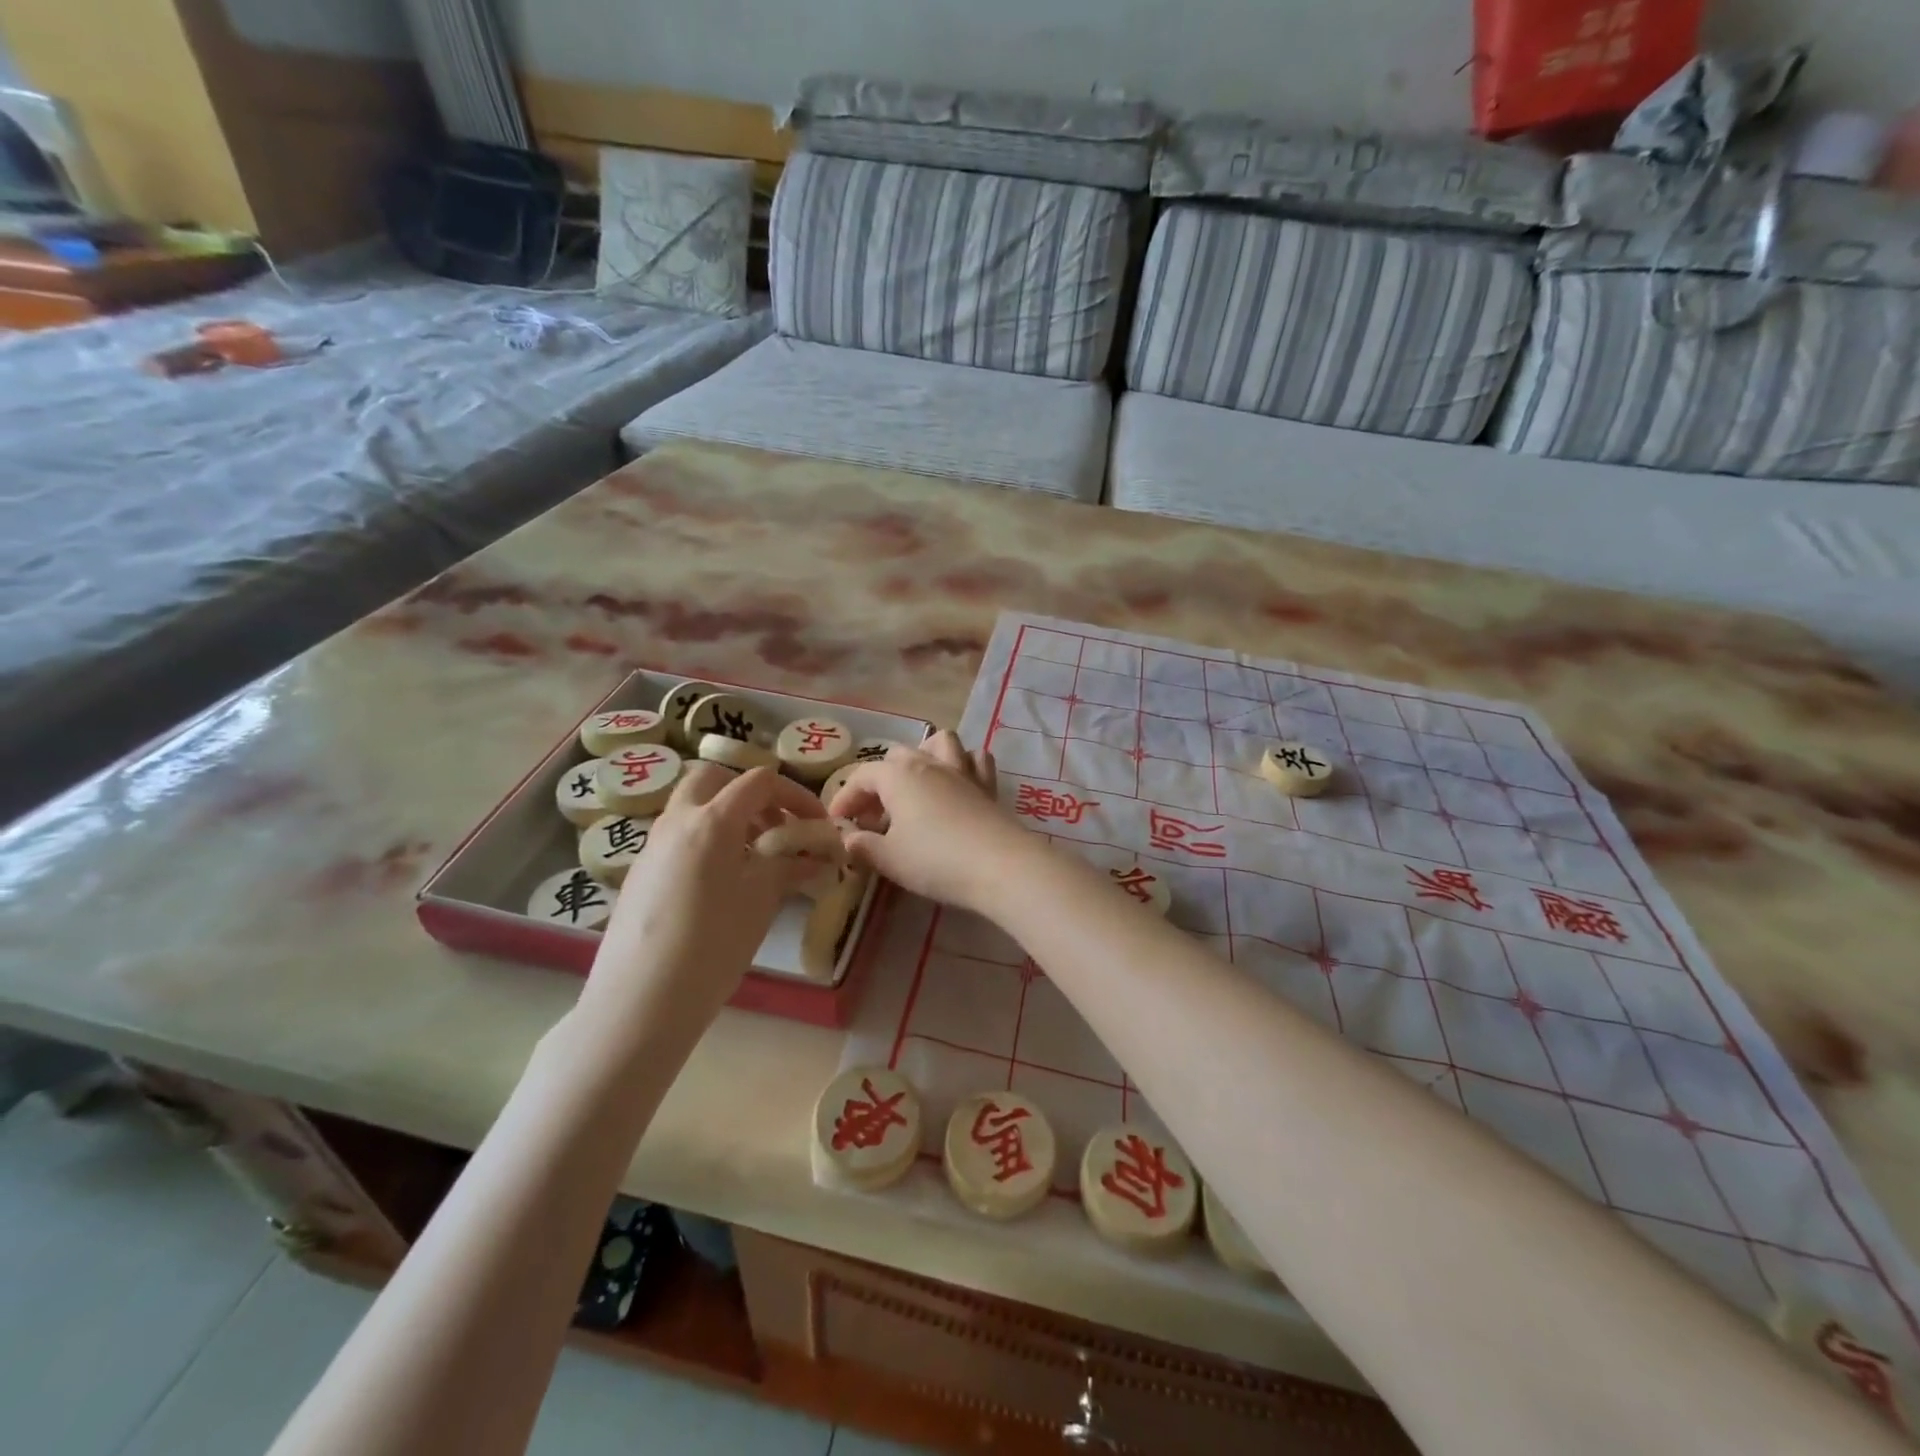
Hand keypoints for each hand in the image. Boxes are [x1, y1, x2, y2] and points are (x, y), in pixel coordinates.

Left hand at [584, 764, 826, 1026]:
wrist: (641, 1001)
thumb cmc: (713, 943)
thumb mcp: (761, 901)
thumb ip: (789, 866)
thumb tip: (815, 856)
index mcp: (712, 820)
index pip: (759, 781)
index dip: (795, 795)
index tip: (816, 824)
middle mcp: (677, 821)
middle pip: (714, 779)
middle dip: (750, 793)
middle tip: (775, 826)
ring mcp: (652, 846)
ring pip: (692, 807)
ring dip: (727, 817)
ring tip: (754, 858)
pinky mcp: (639, 874)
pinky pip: (678, 838)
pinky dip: (706, 841)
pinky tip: (721, 885)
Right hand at [827, 731, 1024, 912]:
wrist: (999, 865)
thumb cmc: (935, 860)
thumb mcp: (889, 859)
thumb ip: (863, 846)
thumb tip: (849, 839)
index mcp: (898, 776)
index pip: (861, 777)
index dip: (845, 798)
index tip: (838, 824)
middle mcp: (929, 763)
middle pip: (898, 757)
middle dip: (880, 782)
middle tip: (875, 817)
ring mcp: (962, 771)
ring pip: (941, 743)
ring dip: (924, 757)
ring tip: (917, 786)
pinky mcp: (988, 786)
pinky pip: (975, 760)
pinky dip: (964, 765)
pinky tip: (958, 786)